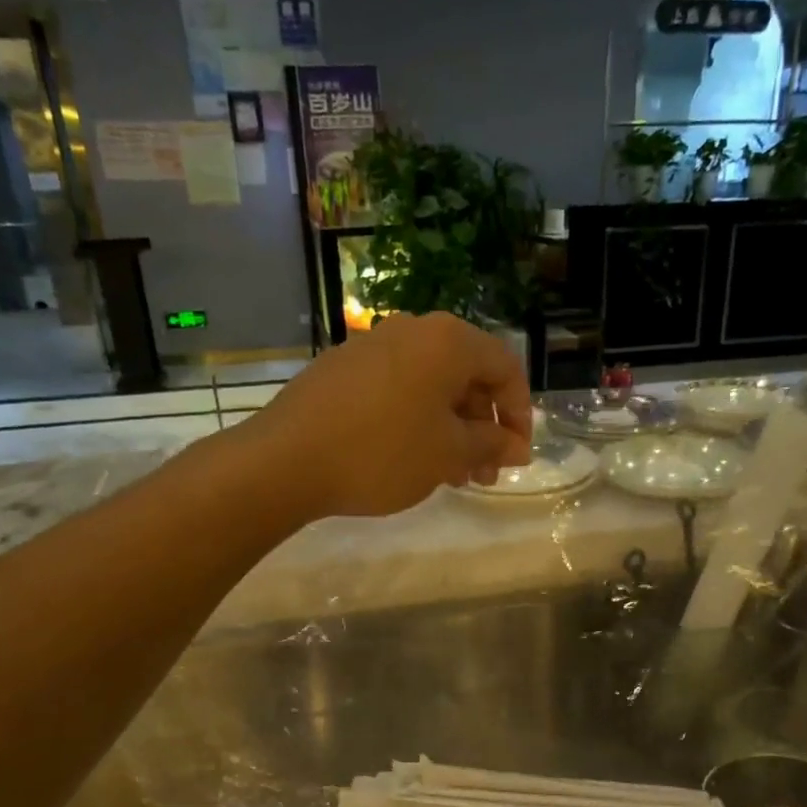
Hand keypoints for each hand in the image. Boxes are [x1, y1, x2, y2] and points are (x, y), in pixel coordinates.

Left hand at [249, 313, 532, 518]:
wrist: (285, 460)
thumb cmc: (383, 453)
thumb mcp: (449, 454)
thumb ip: (492, 445)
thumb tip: (518, 447)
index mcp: (447, 341)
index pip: (505, 368)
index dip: (520, 414)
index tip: (517, 456)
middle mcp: (412, 330)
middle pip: (467, 375)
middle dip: (483, 427)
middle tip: (484, 473)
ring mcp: (371, 345)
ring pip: (431, 386)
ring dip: (451, 429)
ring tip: (451, 475)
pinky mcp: (342, 368)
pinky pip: (398, 389)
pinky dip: (417, 420)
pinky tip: (411, 458)